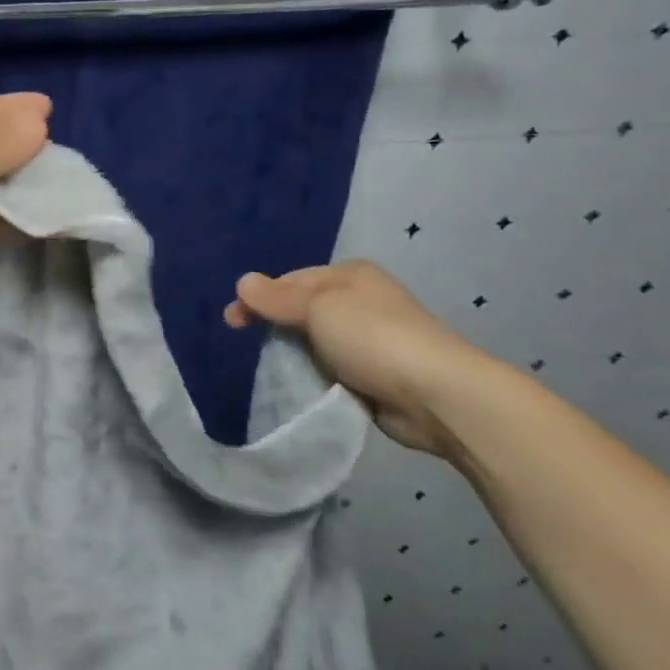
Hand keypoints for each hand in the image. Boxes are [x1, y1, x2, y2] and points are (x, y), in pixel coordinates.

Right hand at [223, 262, 487, 456]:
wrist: (437, 394)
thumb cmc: (372, 338)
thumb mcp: (317, 308)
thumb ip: (277, 298)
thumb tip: (242, 281)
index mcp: (350, 276)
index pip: (291, 280)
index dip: (258, 298)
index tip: (232, 322)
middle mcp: (361, 301)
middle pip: (302, 309)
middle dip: (275, 324)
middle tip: (247, 344)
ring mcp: (370, 339)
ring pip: (315, 341)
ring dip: (295, 353)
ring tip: (273, 369)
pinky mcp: (374, 375)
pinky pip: (331, 369)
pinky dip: (315, 375)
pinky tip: (302, 386)